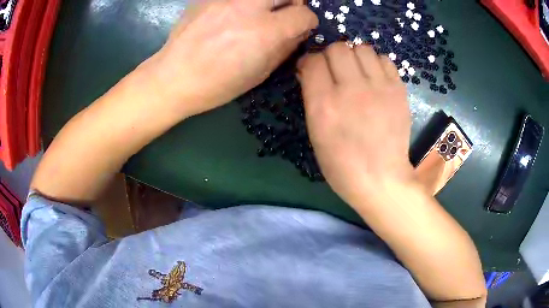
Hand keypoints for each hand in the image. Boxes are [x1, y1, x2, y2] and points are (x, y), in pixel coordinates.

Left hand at [148, 0, 317, 117]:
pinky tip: (231, 15)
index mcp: (264, 32)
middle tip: (283, 15)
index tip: (300, 28)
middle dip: (293, 3)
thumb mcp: (258, 74)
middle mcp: (248, 7)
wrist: (173, 77)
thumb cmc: (217, 84)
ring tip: (257, 14)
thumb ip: (284, 48)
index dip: (307, 22)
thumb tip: (299, 32)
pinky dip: (242, 3)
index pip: (304, 14)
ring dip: (268, 2)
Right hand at [297, 43, 413, 204]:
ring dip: (355, 56)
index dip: (310, 62)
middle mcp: (351, 90)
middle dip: (331, 55)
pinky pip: (384, 59)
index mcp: (325, 105)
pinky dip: (376, 63)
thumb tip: (310, 71)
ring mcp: (379, 87)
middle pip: (337, 48)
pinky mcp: (398, 90)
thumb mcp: (316, 134)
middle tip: (335, 71)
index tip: (313, 71)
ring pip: (362, 48)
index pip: (313, 61)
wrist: (381, 178)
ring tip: (357, 72)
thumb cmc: (342, 164)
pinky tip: (375, 78)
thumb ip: (312, 97)